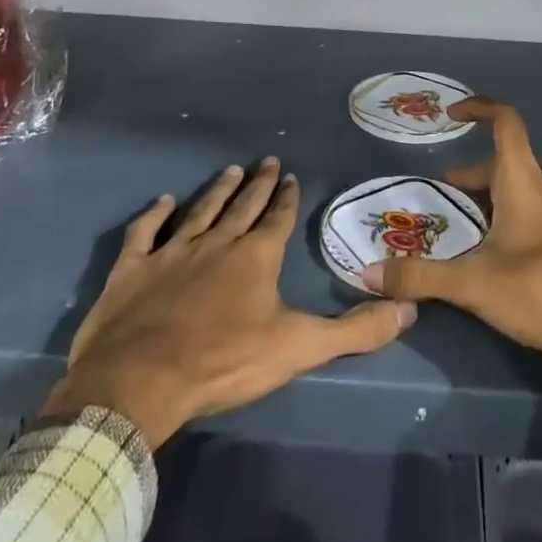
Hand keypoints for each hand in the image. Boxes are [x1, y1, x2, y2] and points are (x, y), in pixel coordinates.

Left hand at [46, 158, 417, 448]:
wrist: (140, 382)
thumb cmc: (223, 362)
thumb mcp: (298, 348)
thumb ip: (354, 330)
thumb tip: (408, 308)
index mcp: (256, 256)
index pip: (277, 218)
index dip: (286, 197)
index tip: (291, 176)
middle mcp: (217, 242)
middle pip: (242, 206)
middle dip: (258, 184)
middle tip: (267, 160)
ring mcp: (172, 252)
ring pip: (200, 211)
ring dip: (217, 190)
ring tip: (230, 170)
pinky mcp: (133, 269)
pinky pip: (145, 233)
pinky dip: (153, 216)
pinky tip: (162, 202)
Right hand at [366, 100, 541, 407]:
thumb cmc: (540, 292)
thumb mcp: (472, 285)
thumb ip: (421, 276)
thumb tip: (369, 272)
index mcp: (523, 181)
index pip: (505, 122)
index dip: (480, 108)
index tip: (453, 115)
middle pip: (514, 159)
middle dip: (481, 170)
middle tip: (455, 194)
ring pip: (540, 181)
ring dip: (514, 188)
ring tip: (491, 216)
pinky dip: (541, 213)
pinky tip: (532, 239)